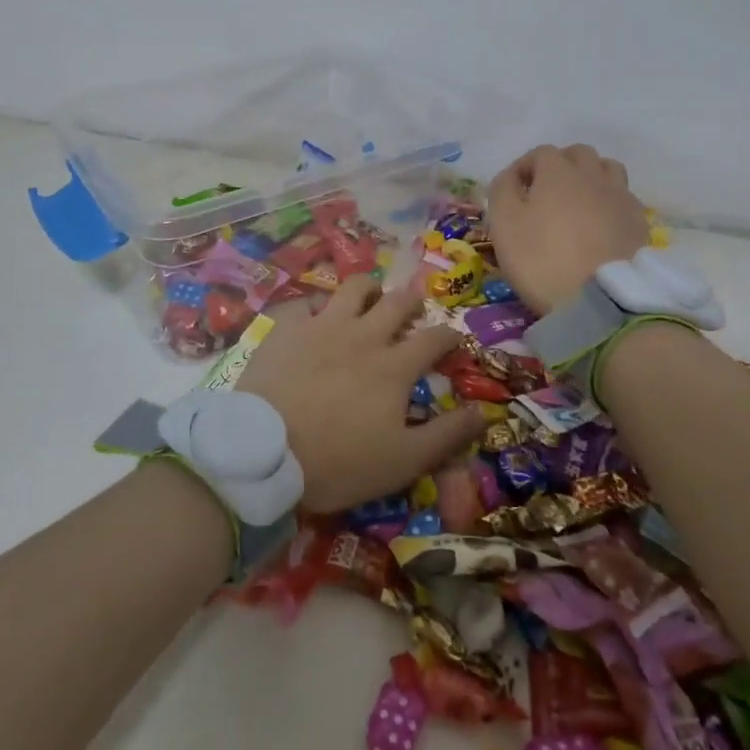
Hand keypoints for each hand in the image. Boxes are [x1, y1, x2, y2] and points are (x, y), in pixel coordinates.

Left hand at [235, 276, 484, 512]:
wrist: (265, 451)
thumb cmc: (338, 461)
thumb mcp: (403, 461)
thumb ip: (446, 435)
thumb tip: (485, 413)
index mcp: (394, 366)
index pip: (433, 339)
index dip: (449, 336)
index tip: (454, 338)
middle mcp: (363, 335)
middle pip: (396, 302)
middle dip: (412, 300)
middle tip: (414, 306)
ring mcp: (322, 325)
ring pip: (353, 288)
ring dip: (368, 289)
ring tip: (371, 296)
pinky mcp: (287, 327)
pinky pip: (305, 302)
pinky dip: (315, 305)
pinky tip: (315, 315)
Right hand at [487, 144, 649, 314]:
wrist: (600, 300)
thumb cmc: (542, 258)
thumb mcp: (503, 224)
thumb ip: (502, 190)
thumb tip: (510, 177)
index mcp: (558, 171)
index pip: (540, 153)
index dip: (524, 167)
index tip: (513, 191)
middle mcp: (592, 175)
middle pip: (578, 154)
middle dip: (559, 166)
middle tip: (545, 193)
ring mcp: (620, 197)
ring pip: (607, 169)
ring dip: (590, 177)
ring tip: (577, 202)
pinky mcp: (639, 222)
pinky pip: (623, 198)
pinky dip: (609, 202)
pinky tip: (600, 224)